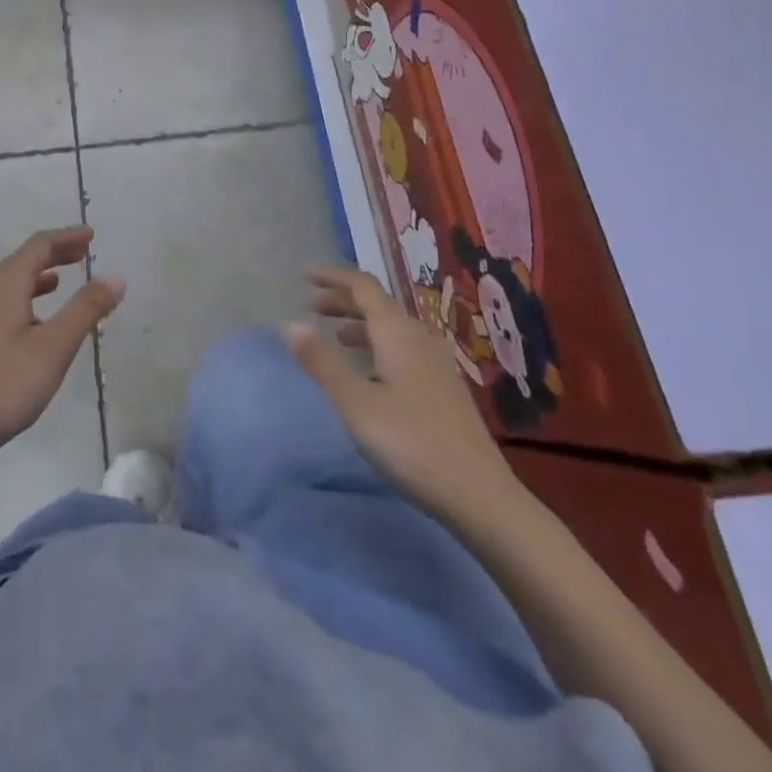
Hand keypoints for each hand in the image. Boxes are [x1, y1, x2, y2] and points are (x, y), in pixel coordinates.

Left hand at [0, 227, 125, 473]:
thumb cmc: (3, 386)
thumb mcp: (54, 348)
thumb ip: (85, 309)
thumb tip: (116, 276)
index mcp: (3, 284)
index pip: (39, 245)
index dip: (67, 237)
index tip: (91, 236)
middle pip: (21, 260)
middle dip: (54, 254)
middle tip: (83, 254)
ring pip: (7, 282)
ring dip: (37, 277)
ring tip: (60, 282)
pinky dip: (21, 296)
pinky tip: (29, 320)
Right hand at [285, 266, 518, 525]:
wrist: (480, 497)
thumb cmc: (411, 443)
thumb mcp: (355, 403)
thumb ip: (322, 362)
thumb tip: (291, 324)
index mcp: (397, 333)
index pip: (363, 287)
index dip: (334, 277)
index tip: (305, 275)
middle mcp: (419, 339)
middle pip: (378, 305)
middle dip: (343, 301)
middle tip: (312, 307)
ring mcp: (436, 364)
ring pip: (392, 329)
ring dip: (360, 325)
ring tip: (335, 338)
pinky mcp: (444, 389)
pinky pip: (403, 350)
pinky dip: (377, 347)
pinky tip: (369, 374)